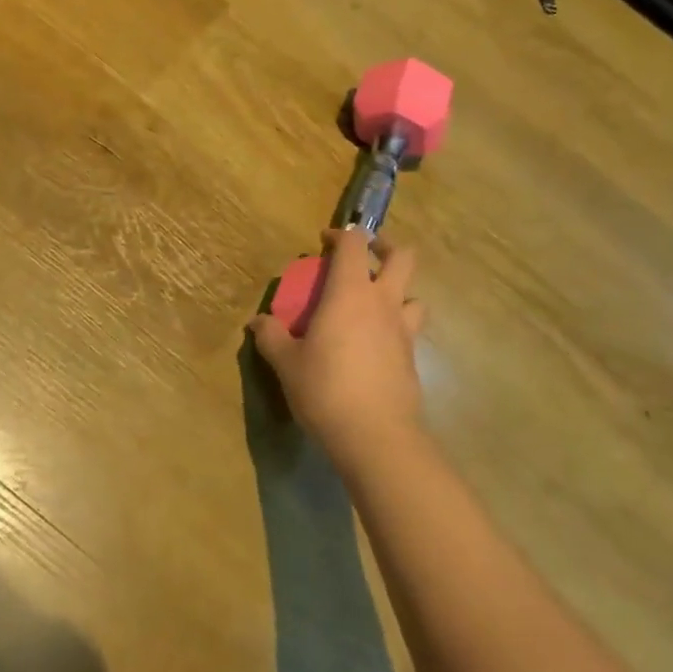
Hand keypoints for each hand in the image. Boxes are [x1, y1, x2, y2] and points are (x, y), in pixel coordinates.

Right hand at [247, 229, 430, 473]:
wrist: (376, 435)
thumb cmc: (325, 389)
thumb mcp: (286, 363)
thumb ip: (271, 336)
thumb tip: (258, 322)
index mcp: (350, 293)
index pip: (354, 244)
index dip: (341, 235)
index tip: (324, 242)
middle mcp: (383, 302)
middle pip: (402, 257)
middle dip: (384, 248)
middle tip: (365, 257)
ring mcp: (403, 330)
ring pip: (414, 294)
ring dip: (398, 290)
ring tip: (375, 305)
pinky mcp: (413, 357)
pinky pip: (410, 328)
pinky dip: (396, 326)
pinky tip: (376, 346)